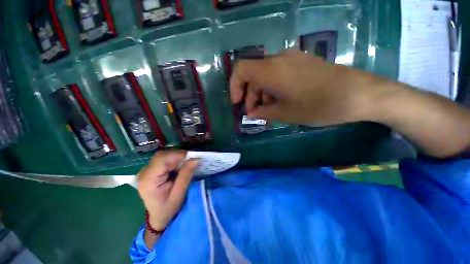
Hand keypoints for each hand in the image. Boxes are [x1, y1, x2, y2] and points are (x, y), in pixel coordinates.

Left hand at [137, 150, 198, 229]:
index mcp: (148, 180)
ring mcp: (146, 170)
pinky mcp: (150, 169)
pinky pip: (163, 159)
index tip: (191, 157)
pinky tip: (178, 166)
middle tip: (190, 160)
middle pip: (162, 155)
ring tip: (185, 164)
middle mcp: (144, 172)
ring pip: (163, 155)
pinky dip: (173, 159)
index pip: (162, 159)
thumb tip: (195, 159)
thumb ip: (186, 175)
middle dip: (178, 155)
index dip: (177, 155)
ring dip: (176, 157)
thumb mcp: (179, 194)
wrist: (158, 216)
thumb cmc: (168, 208)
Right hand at [230, 49, 387, 124]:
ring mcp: (291, 59)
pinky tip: (280, 101)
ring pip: (265, 75)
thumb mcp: (285, 113)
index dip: (235, 86)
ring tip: (269, 111)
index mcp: (271, 70)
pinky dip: (273, 88)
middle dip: (250, 95)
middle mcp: (279, 59)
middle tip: (255, 113)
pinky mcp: (301, 63)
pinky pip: (278, 73)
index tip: (237, 103)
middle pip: (253, 75)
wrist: (358, 94)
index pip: (241, 69)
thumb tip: (250, 114)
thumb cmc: (318, 105)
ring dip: (262, 93)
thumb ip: (263, 113)